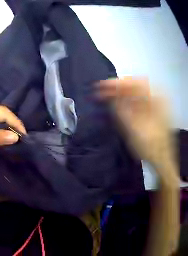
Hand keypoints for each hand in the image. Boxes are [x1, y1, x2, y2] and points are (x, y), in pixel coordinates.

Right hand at [98, 78, 179, 255]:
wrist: (165, 174)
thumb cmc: (156, 161)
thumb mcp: (141, 140)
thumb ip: (127, 118)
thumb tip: (113, 102)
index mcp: (158, 103)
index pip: (136, 83)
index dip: (119, 84)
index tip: (101, 88)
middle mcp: (158, 102)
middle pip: (136, 87)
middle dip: (118, 88)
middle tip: (102, 94)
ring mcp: (157, 110)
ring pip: (137, 96)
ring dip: (122, 97)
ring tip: (107, 101)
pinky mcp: (154, 119)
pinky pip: (139, 106)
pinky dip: (128, 106)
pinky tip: (119, 111)